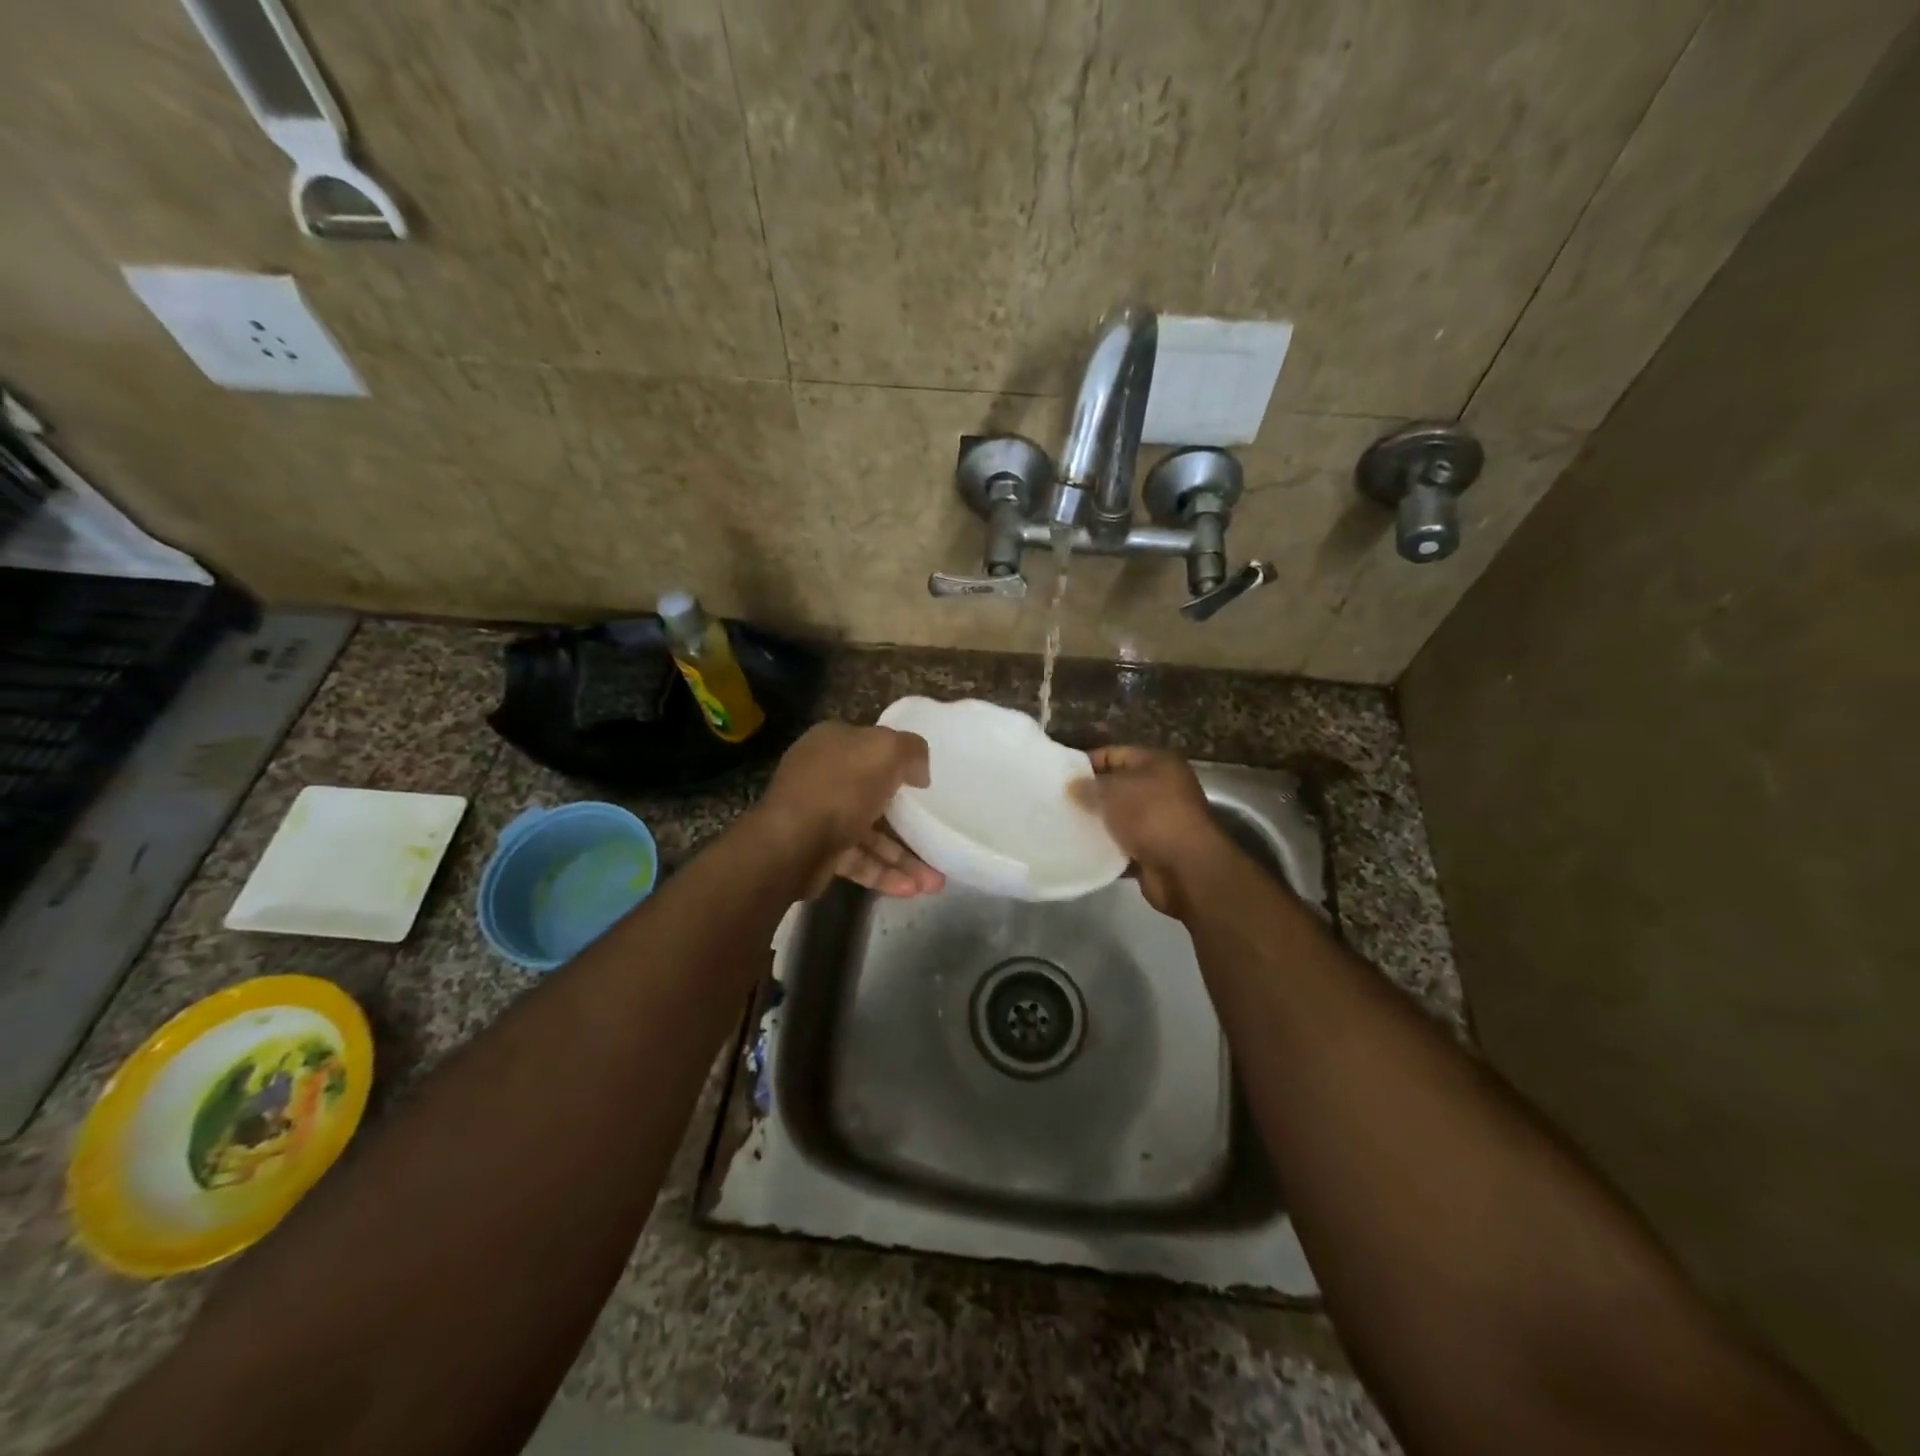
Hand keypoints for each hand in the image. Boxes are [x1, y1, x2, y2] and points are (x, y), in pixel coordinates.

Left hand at [756, 723, 943, 896]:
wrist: (791, 843)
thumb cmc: (841, 787)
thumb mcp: (886, 750)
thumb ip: (911, 750)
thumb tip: (918, 773)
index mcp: (832, 743)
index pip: (871, 747)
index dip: (900, 762)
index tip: (925, 784)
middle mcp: (823, 776)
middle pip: (874, 794)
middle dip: (909, 821)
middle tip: (937, 836)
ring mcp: (819, 816)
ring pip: (870, 834)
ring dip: (903, 857)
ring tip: (935, 882)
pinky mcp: (819, 852)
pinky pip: (859, 860)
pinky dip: (885, 873)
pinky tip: (912, 889)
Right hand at [1071, 746, 1229, 915]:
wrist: (1186, 869)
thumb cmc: (1151, 816)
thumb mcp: (1113, 792)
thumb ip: (1089, 786)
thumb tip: (1071, 786)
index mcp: (1158, 764)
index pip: (1115, 754)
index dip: (1087, 762)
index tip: (1059, 776)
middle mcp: (1163, 789)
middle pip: (1118, 787)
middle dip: (1091, 795)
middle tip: (1059, 802)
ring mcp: (1161, 822)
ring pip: (1120, 818)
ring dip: (1098, 823)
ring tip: (1064, 826)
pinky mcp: (1156, 851)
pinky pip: (1124, 845)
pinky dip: (1107, 848)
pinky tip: (1081, 850)